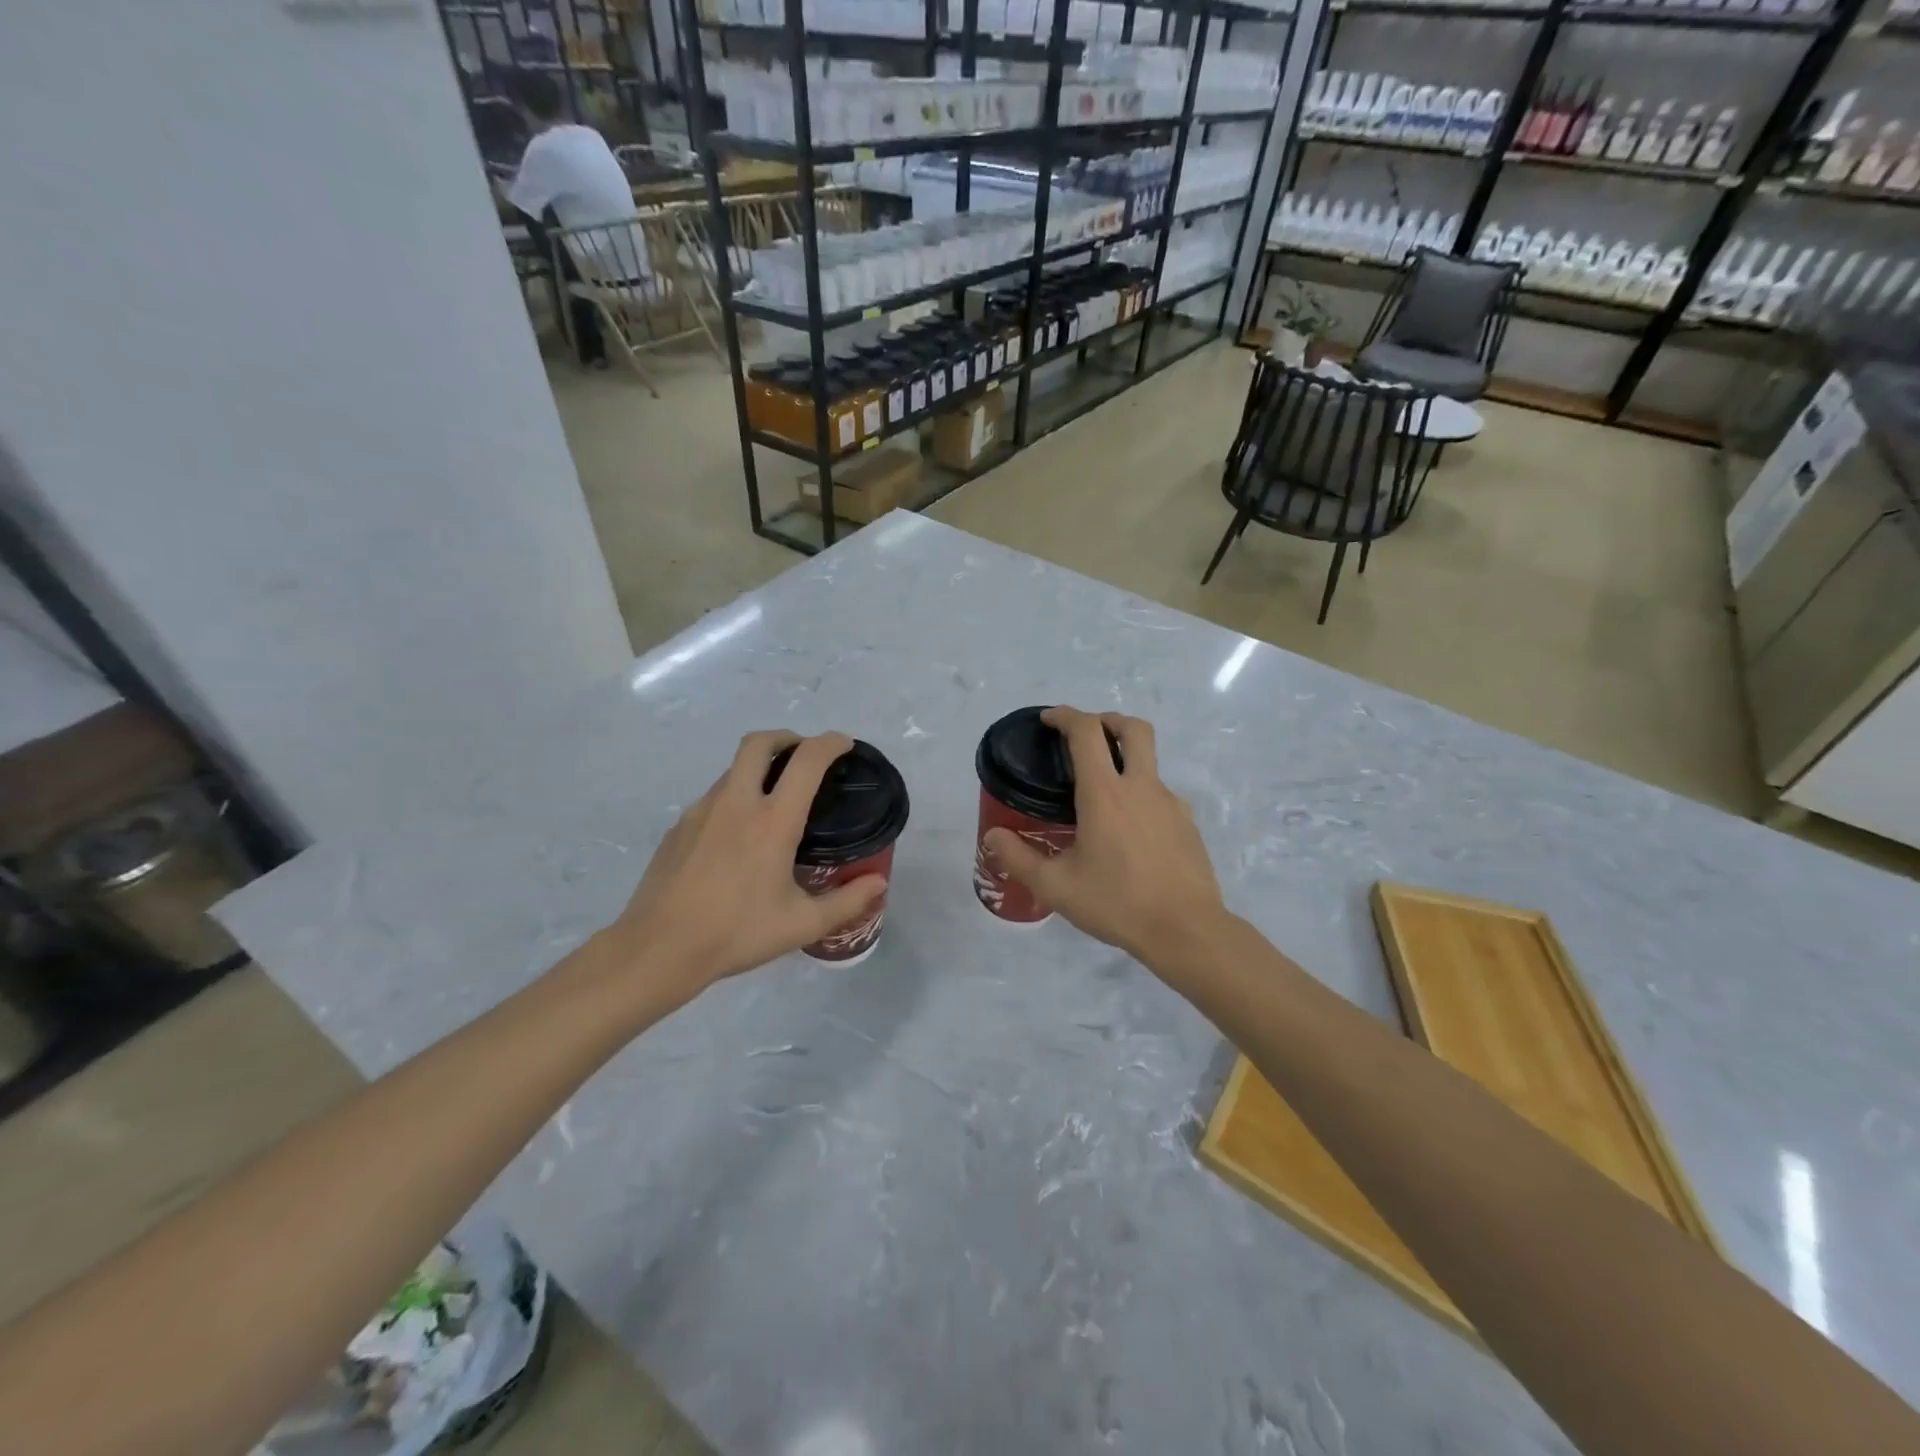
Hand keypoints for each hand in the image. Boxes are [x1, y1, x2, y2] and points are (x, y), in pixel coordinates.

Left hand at [603, 731, 887, 996]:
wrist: (659, 948)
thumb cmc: (736, 933)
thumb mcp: (802, 924)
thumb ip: (847, 901)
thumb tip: (879, 883)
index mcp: (773, 821)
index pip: (807, 760)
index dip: (831, 743)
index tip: (844, 745)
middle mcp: (736, 803)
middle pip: (760, 743)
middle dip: (788, 738)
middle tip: (804, 757)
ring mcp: (702, 810)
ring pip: (734, 768)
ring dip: (759, 767)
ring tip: (775, 799)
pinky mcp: (679, 826)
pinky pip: (714, 795)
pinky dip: (736, 795)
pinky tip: (739, 834)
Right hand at [984, 707, 1227, 967]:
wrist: (1186, 930)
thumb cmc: (1116, 903)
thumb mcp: (1056, 886)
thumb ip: (1018, 858)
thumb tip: (993, 836)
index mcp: (1105, 793)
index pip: (1087, 732)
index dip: (1066, 716)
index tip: (1049, 719)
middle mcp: (1141, 787)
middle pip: (1133, 728)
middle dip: (1107, 720)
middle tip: (1086, 735)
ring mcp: (1170, 803)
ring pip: (1149, 762)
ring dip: (1124, 760)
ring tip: (1102, 796)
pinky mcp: (1187, 824)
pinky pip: (1159, 795)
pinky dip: (1139, 795)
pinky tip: (1128, 832)